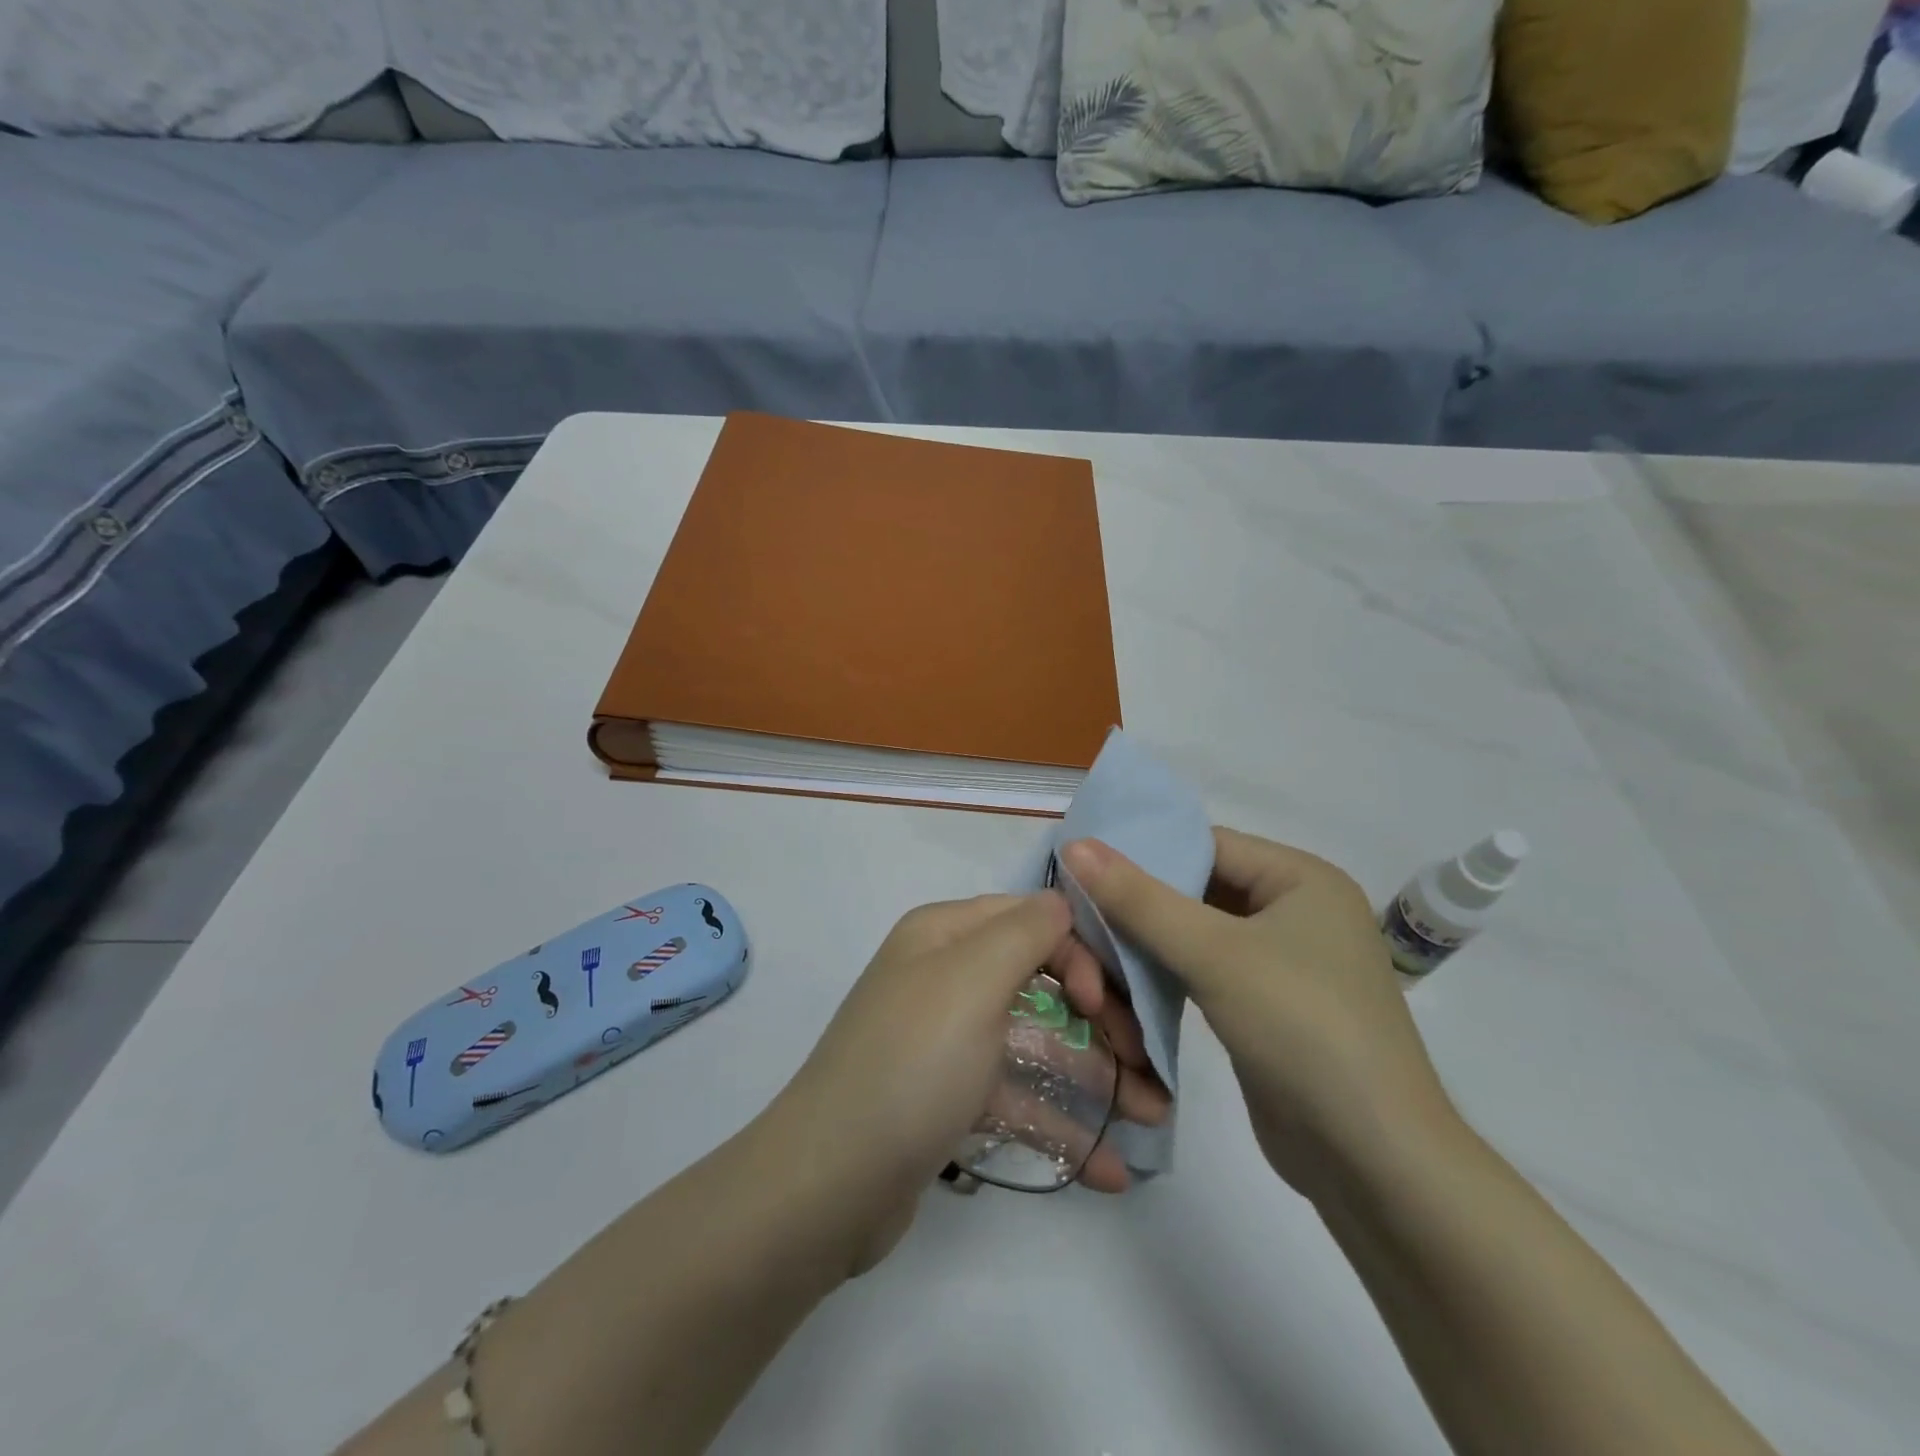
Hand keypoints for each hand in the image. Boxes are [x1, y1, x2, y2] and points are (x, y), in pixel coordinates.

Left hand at [773, 893, 1170, 1271]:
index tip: (1106, 1007)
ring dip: (1094, 1079)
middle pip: (1040, 982)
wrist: (828, 1184)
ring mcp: (946, 1041)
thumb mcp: (971, 980)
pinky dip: (1059, 1125)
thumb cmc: (912, 1064)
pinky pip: (1015, 1098)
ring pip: (1034, 1044)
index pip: (1031, 919)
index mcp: (944, 935)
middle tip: (1151, 1068)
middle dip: (1101, 1021)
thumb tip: (1063, 901)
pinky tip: (1108, 1168)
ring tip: (1153, 1120)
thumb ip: (1026, 931)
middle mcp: (944, 977)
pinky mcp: (948, 1099)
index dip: (1080, 953)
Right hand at [1059, 830, 1454, 1195]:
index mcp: (1302, 878)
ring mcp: (1284, 963)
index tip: (1081, 863)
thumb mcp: (1215, 954)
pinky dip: (1168, 973)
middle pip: (1200, 888)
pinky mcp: (1267, 1008)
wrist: (1373, 1162)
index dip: (1143, 850)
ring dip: (1149, 942)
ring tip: (1089, 944)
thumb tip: (1076, 845)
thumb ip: (1140, 899)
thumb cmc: (1302, 1029)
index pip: (1207, 844)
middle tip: (1076, 907)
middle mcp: (1297, 911)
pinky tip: (1124, 981)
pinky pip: (1207, 972)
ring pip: (1198, 933)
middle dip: (1140, 902)